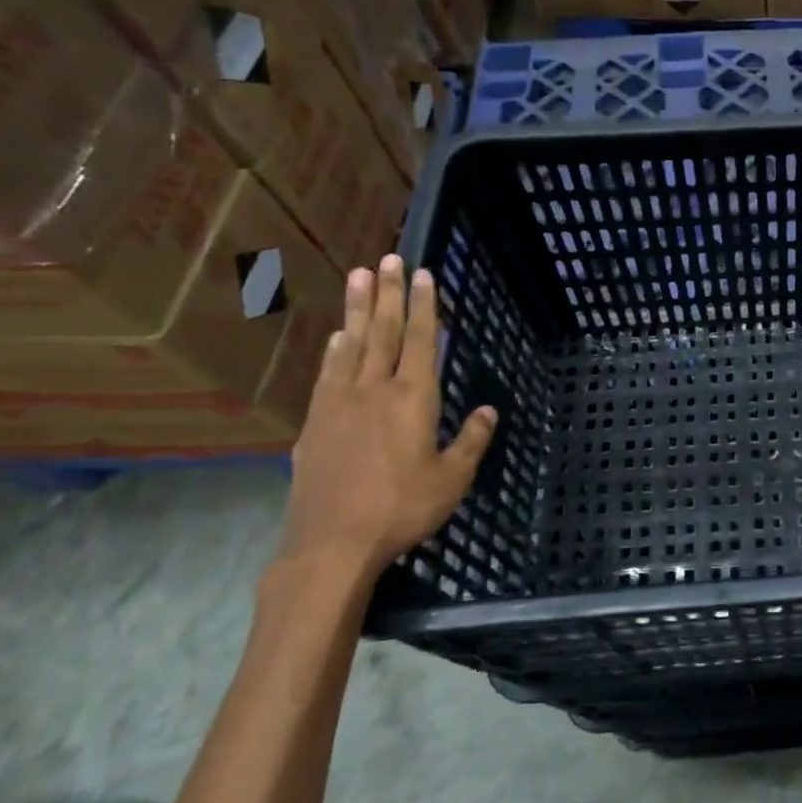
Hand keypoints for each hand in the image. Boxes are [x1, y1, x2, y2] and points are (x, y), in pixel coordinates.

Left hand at [279, 254, 496, 584]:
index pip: (420, 340)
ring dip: (357, 309)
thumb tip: (487, 410)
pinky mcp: (313, 423)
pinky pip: (327, 374)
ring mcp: (338, 404)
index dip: (424, 306)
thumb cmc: (402, 509)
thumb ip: (470, 440)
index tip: (424, 274)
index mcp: (412, 398)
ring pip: (350, 345)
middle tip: (388, 258)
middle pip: (383, 331)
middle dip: (389, 293)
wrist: (331, 543)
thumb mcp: (451, 479)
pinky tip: (337, 338)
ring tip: (358, 277)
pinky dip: (334, 350)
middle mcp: (373, 390)